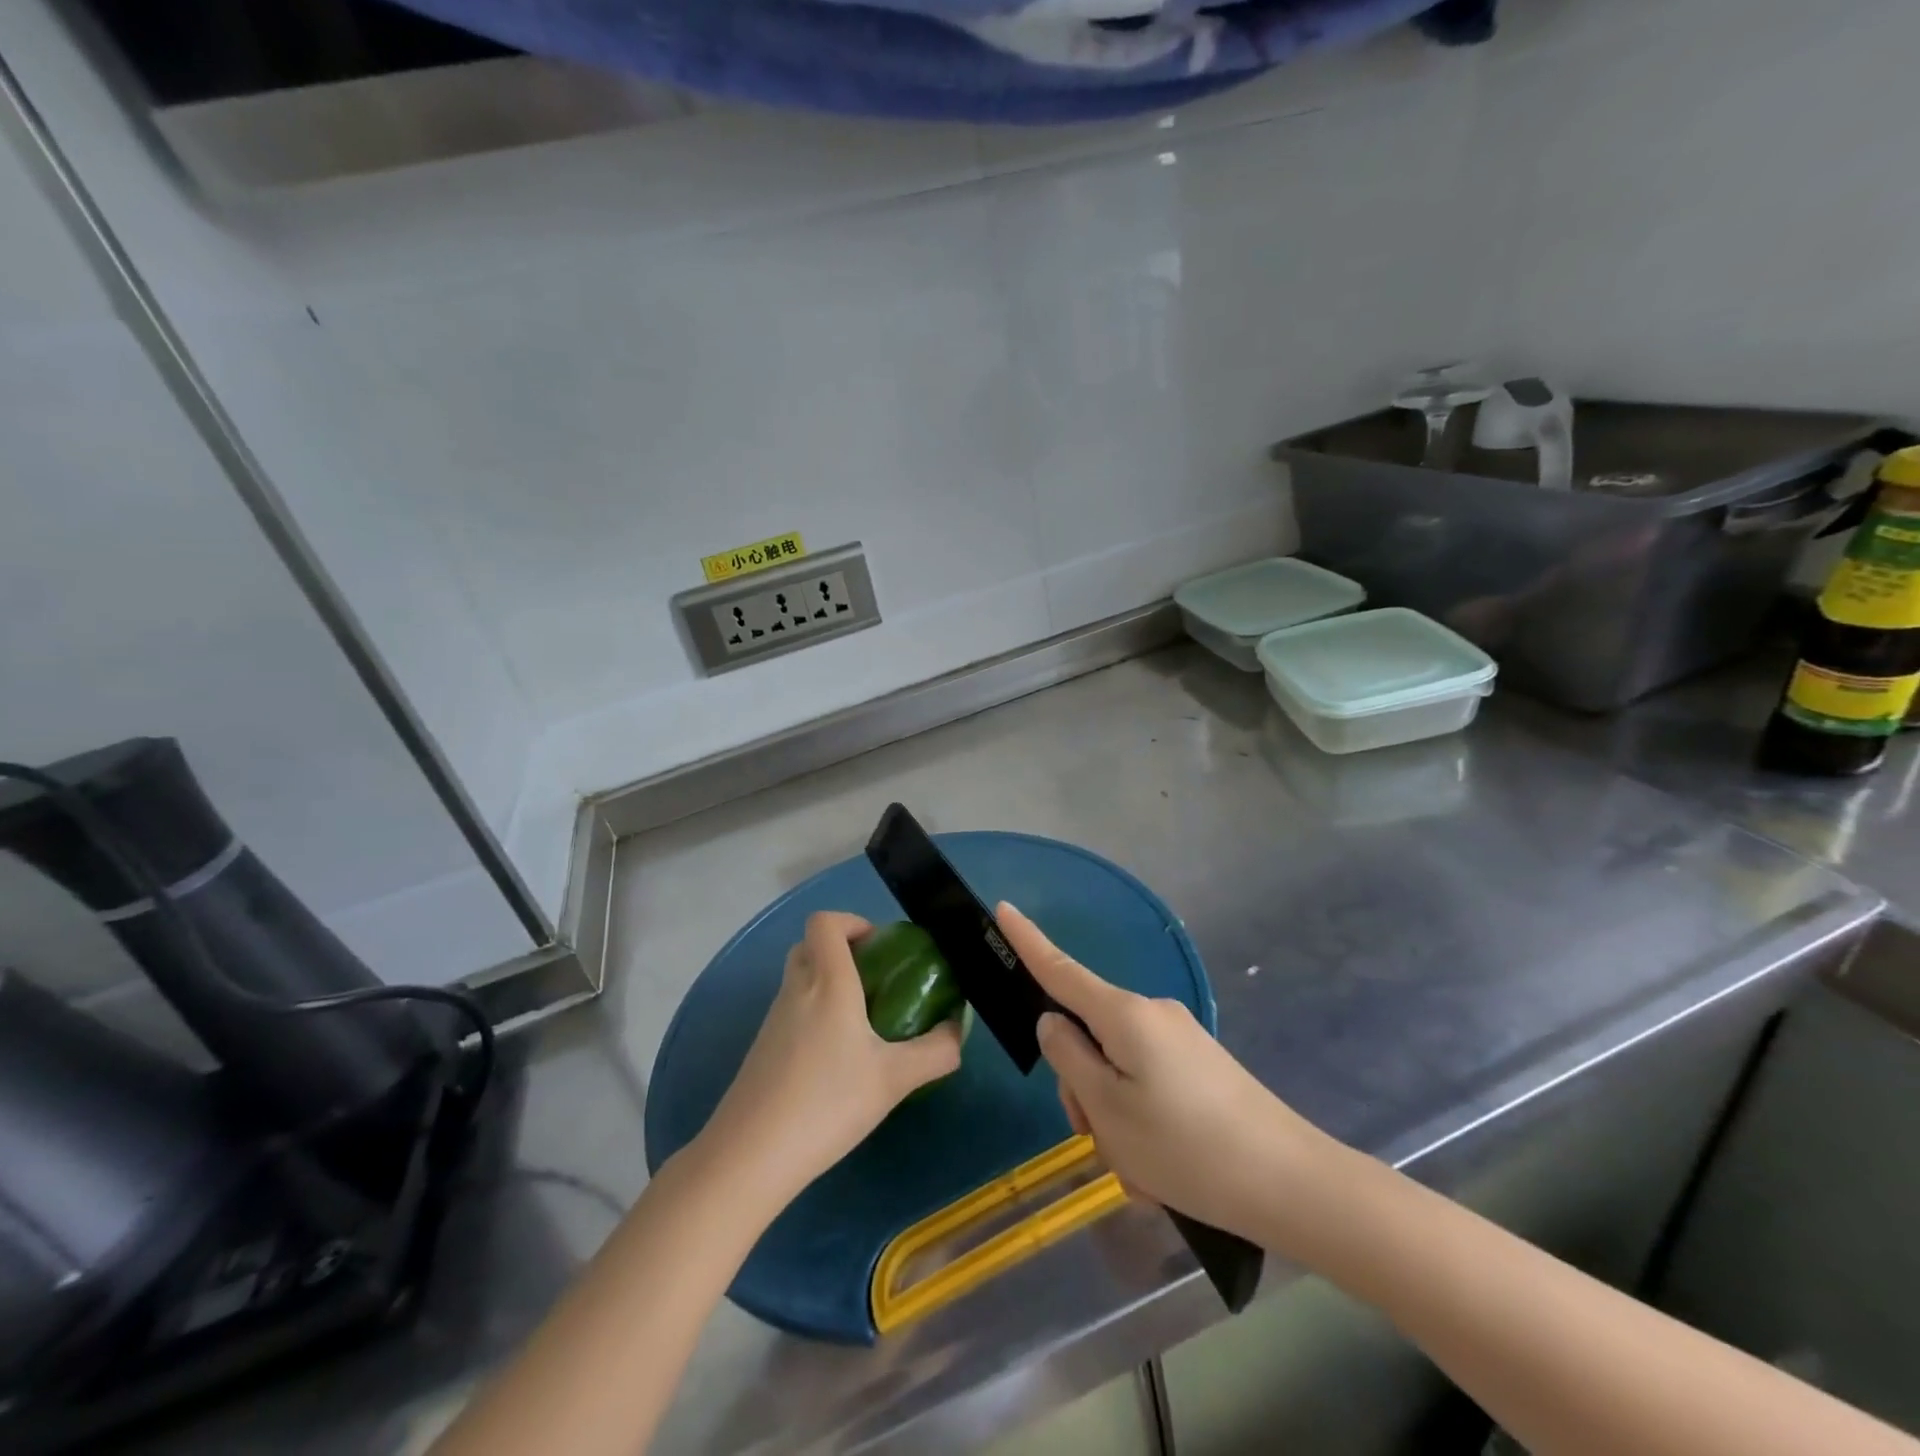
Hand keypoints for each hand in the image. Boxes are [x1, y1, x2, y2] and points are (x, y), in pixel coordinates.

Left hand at [694, 911, 963, 1209]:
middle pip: (810, 945)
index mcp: (827, 982)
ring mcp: (773, 1019)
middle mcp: (796, 989)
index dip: (851, 922)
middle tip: (875, 980)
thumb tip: (957, 1031)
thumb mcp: (894, 1079)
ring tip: (862, 1022)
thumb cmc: (827, 1102)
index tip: (880, 948)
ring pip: (799, 978)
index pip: (824, 922)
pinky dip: (813, 1014)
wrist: (750, 1156)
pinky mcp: (761, 1048)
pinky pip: (791, 1010)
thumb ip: (936, 1052)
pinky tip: (835, 1059)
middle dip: (842, 951)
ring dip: (828, 983)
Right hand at [997, 902, 1333, 1241]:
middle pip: (1088, 1037)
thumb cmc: (1186, 1146)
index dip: (1028, 941)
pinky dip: (1141, 1126)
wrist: (1291, 1184)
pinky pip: (1147, 1087)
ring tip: (1141, 1170)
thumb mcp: (1108, 1109)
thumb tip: (1054, 1023)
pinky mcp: (1199, 1068)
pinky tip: (1163, 1173)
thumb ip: (1069, 1058)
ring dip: (1114, 1117)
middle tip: (1102, 1142)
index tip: (1003, 908)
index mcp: (1124, 1014)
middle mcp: (1151, 1015)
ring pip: (1116, 1070)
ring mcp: (1179, 1040)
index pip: (1060, 969)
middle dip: (1082, 1088)